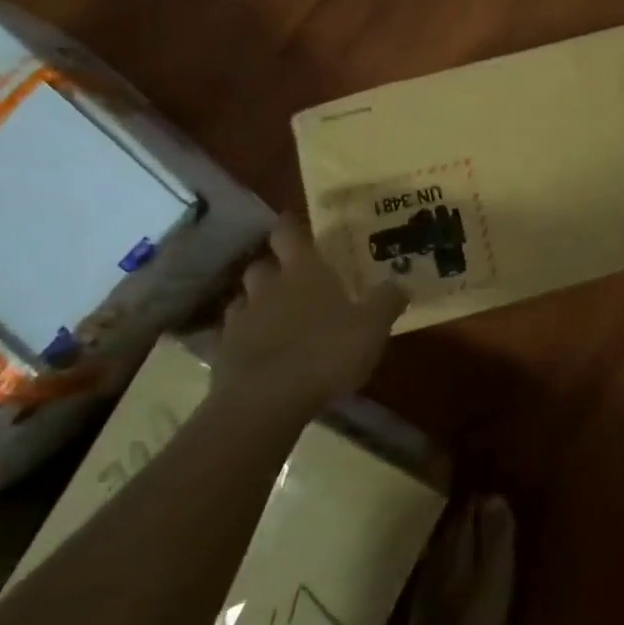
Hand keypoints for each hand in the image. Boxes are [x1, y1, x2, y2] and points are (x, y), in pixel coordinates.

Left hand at [213, 216, 407, 412]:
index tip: (294, 225)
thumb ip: (387, 301)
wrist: (266, 399)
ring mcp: (240, 318)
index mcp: (303, 270)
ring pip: (243, 299)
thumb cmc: (325, 352)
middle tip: (291, 280)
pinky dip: (240, 339)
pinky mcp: (222, 352)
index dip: (290, 226)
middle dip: (273, 269)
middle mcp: (267, 286)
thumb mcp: (372, 327)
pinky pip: (229, 336)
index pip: (288, 232)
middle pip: (262, 264)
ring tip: (273, 318)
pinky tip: (254, 352)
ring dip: (255, 304)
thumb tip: (401, 283)